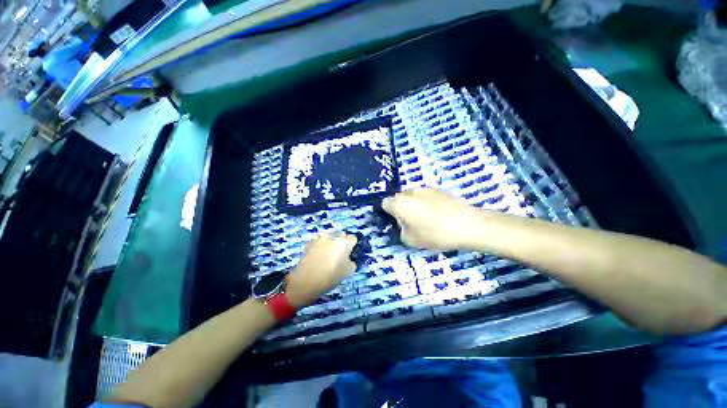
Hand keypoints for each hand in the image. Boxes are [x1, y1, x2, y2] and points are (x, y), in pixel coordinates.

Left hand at [286, 232, 357, 307]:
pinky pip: (319, 241)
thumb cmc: (330, 276)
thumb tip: (348, 258)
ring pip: (329, 236)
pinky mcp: (310, 243)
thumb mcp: (348, 272)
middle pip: (341, 234)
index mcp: (344, 242)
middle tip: (341, 254)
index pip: (353, 238)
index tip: (351, 254)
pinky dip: (321, 245)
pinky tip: (319, 255)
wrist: (305, 281)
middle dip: (342, 241)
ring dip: (331, 242)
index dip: (353, 246)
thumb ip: (351, 262)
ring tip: (328, 254)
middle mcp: (332, 236)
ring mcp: (319, 238)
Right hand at [382, 188, 481, 250]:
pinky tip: (438, 213)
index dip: (388, 213)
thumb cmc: (434, 233)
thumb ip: (400, 231)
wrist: (467, 224)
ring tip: (426, 218)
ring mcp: (425, 188)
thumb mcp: (411, 240)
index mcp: (399, 203)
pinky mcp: (438, 189)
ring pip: (412, 196)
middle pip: (399, 198)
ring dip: (413, 204)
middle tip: (410, 222)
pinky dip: (426, 202)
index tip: (396, 222)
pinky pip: (425, 195)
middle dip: (401, 208)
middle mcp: (409, 192)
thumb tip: (403, 225)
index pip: (385, 203)